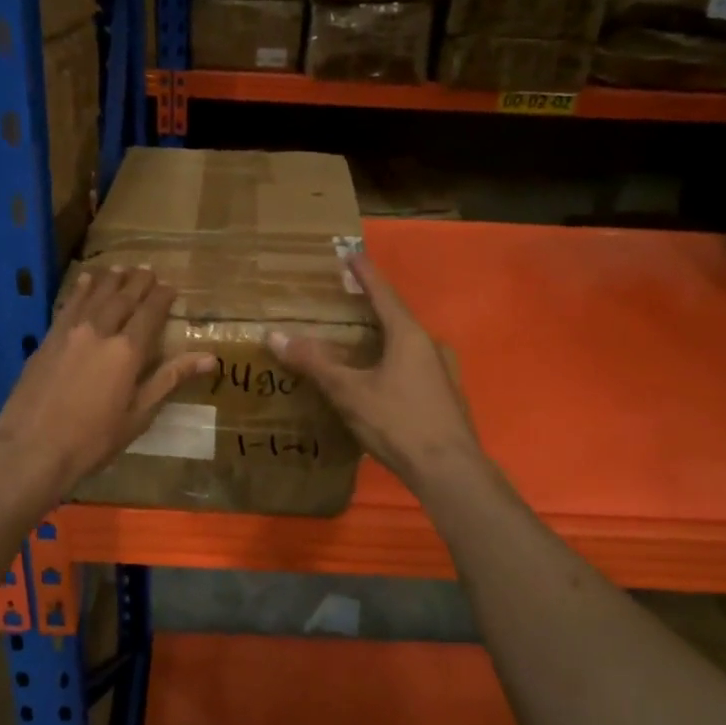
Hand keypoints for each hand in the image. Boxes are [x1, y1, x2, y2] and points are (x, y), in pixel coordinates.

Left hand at [0, 266, 214, 501]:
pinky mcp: (47, 340)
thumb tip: (210, 358)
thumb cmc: (93, 440)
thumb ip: (170, 379)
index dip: (162, 298)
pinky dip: (80, 289)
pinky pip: (68, 305)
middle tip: (148, 270)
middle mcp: (99, 332)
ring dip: (110, 280)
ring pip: (94, 296)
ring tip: (121, 268)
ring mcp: (70, 333)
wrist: (31, 449)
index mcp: (127, 352)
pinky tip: (85, 280)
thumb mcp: (139, 415)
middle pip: (122, 298)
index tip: (171, 287)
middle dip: (138, 282)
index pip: (149, 314)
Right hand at [266, 255, 479, 489]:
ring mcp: (443, 372)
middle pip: (397, 318)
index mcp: (409, 336)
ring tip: (359, 341)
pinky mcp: (446, 396)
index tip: (351, 253)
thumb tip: (275, 336)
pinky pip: (414, 367)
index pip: (383, 294)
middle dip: (371, 308)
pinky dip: (393, 362)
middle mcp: (431, 346)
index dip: (364, 274)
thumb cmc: (398, 423)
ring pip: (407, 345)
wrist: (450, 471)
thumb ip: (315, 363)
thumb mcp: (350, 392)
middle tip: (347, 300)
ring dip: (384, 338)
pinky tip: (381, 379)